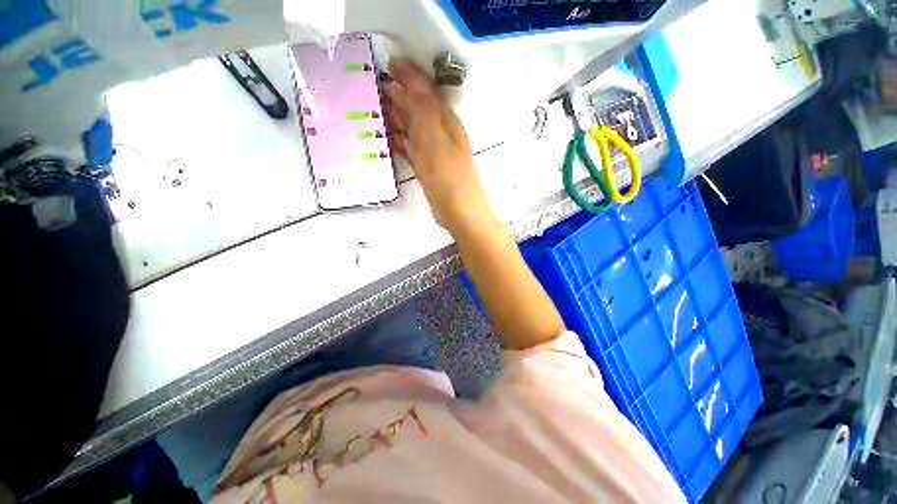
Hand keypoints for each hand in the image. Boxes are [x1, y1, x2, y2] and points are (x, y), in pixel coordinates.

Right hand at [382, 60, 490, 230]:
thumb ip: (423, 111)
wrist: (461, 213)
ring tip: (373, 108)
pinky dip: (399, 141)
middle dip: (398, 95)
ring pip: (412, 128)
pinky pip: (411, 148)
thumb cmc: (449, 178)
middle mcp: (440, 133)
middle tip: (372, 85)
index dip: (409, 75)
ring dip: (395, 117)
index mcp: (445, 122)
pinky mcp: (428, 168)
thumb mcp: (436, 141)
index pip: (426, 91)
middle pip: (417, 108)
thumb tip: (407, 82)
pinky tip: (387, 139)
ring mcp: (434, 152)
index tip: (388, 63)